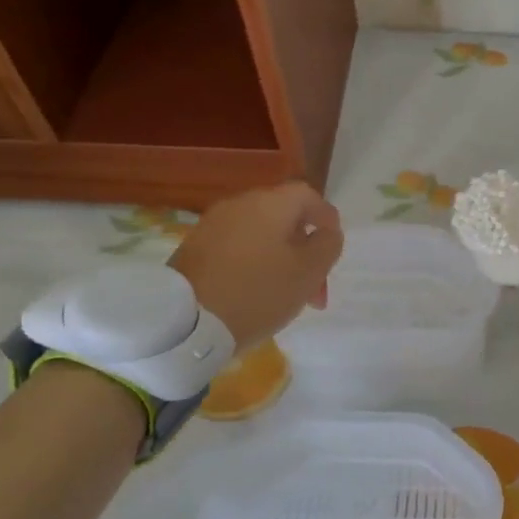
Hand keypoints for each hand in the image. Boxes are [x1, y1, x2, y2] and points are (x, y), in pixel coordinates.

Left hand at [167, 182, 343, 348]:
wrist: (185, 323)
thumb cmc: (258, 292)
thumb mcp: (308, 272)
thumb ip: (327, 245)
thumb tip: (326, 232)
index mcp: (270, 203)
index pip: (308, 196)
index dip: (327, 219)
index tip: (333, 249)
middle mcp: (240, 204)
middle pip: (284, 217)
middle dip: (305, 249)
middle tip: (314, 287)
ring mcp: (212, 225)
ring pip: (261, 235)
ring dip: (280, 259)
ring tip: (287, 296)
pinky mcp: (193, 248)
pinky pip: (237, 248)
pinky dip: (254, 264)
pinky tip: (255, 295)